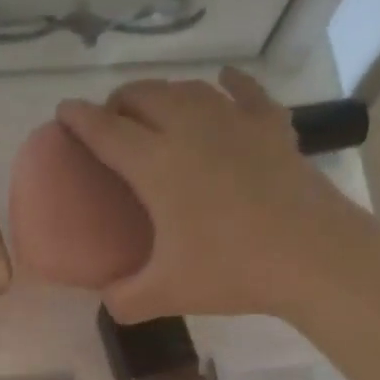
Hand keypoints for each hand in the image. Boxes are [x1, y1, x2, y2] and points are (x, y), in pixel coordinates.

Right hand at [58, 68, 377, 323]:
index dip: (79, 118)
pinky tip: (225, 81)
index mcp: (156, 164)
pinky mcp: (273, 129)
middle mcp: (190, 130)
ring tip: (156, 108)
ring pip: (188, 89)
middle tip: (111, 122)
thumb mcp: (165, 294)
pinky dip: (231, 84)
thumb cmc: (232, 270)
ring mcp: (235, 124)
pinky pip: (247, 93)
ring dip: (163, 92)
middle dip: (119, 101)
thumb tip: (108, 298)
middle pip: (144, 96)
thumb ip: (124, 298)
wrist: (315, 257)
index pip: (105, 130)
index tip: (64, 111)